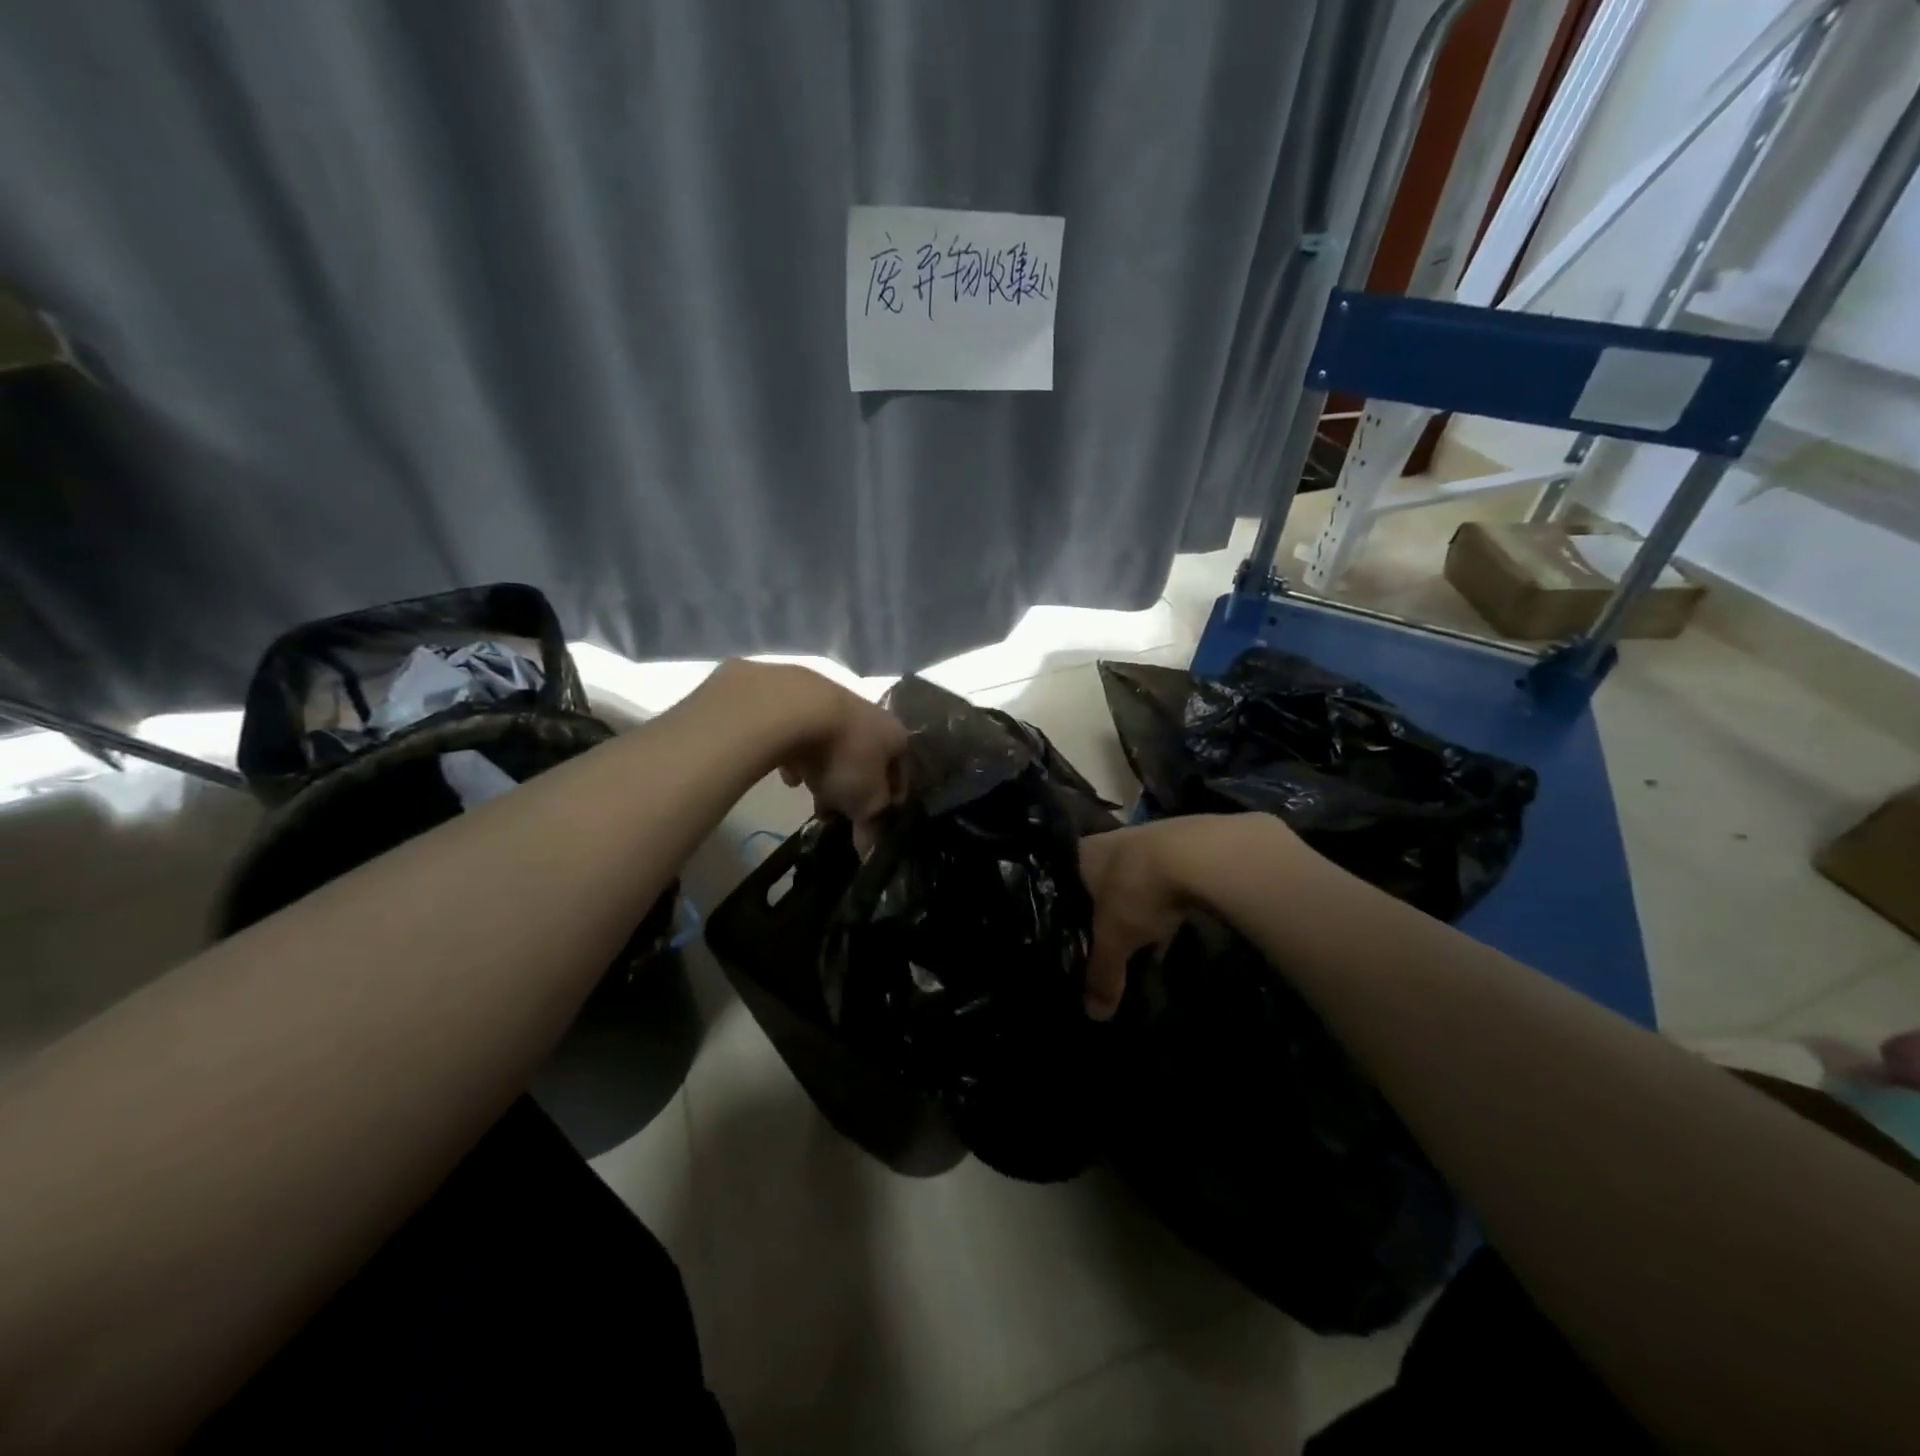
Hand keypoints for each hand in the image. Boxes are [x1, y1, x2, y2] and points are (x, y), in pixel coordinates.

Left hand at [738, 665, 906, 847]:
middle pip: (867, 761)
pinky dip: (800, 757)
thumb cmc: (845, 756)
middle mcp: (871, 716)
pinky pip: (804, 739)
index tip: (874, 825)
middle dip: (855, 790)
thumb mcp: (866, 800)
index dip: (890, 804)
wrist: (795, 708)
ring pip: (836, 749)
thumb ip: (872, 824)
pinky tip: (789, 776)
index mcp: (896, 737)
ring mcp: (834, 706)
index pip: (901, 775)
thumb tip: (871, 851)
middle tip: (840, 816)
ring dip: (827, 773)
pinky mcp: (799, 704)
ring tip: (813, 800)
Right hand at [1079, 815, 1295, 1019]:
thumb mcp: (1114, 939)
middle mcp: (1113, 839)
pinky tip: (1177, 925)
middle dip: (1110, 910)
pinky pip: (1169, 881)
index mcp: (1084, 853)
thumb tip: (1093, 1015)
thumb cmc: (1138, 889)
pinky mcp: (1187, 845)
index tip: (1075, 933)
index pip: (1067, 881)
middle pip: (1104, 880)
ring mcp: (1151, 838)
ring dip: (1143, 906)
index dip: (1071, 909)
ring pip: (1138, 880)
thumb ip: (1102, 974)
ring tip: (1145, 939)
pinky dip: (1170, 903)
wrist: (1203, 854)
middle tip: (1110, 940)